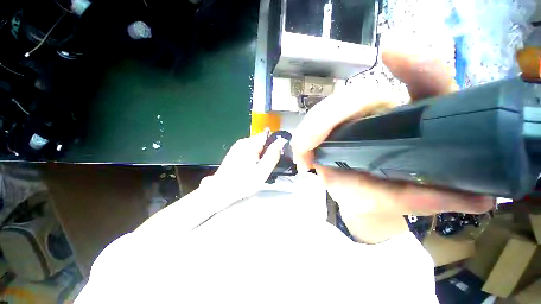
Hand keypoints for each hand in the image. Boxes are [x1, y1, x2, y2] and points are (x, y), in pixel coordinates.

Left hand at [201, 129, 287, 201]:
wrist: (221, 190)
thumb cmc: (243, 182)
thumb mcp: (263, 171)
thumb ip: (273, 155)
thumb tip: (281, 141)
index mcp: (251, 144)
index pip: (268, 136)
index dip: (273, 146)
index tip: (272, 158)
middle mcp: (243, 141)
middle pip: (262, 142)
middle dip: (265, 152)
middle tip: (263, 167)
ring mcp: (237, 146)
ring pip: (255, 147)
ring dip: (259, 156)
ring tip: (255, 169)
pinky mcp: (235, 151)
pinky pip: (249, 151)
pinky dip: (252, 158)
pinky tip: (248, 168)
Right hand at [291, 51, 493, 219]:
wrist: (366, 199)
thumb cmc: (392, 195)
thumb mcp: (416, 198)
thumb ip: (437, 198)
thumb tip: (481, 199)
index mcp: (409, 118)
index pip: (423, 80)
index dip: (414, 64)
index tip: (393, 51)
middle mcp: (376, 112)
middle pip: (353, 97)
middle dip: (331, 115)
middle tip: (314, 146)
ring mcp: (348, 121)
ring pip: (325, 111)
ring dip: (312, 129)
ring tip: (304, 154)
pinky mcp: (328, 132)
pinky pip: (311, 128)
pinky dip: (303, 140)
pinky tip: (302, 155)